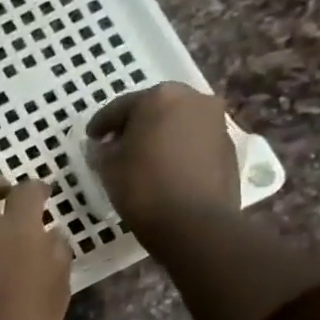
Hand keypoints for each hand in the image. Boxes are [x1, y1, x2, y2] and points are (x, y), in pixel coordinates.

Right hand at [86, 84, 240, 251]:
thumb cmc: (144, 187)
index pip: (120, 107)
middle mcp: (192, 99)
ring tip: (143, 159)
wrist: (195, 222)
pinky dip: (178, 150)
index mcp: (159, 97)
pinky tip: (166, 170)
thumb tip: (102, 146)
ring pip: (178, 124)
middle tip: (117, 146)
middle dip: (134, 125)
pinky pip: (194, 142)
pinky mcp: (229, 147)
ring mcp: (216, 122)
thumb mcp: (108, 168)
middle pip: (154, 109)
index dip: (101, 124)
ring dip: (159, 136)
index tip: (90, 139)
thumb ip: (101, 151)